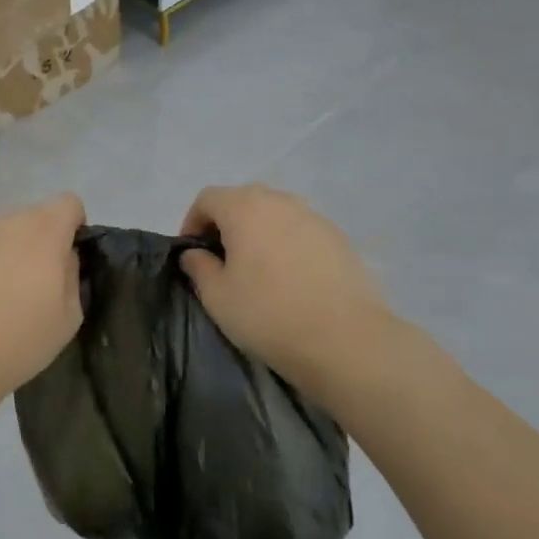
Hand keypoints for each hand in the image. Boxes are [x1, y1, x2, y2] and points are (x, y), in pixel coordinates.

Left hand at [0, 193, 85, 412]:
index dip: (74, 226)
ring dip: (7, 251)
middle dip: (40, 240)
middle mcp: (6, 222)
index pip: (69, 202)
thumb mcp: (69, 316)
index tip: (67, 257)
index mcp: (43, 232)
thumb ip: (72, 274)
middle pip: (33, 216)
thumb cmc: (18, 342)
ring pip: (0, 232)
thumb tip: (64, 257)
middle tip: (33, 281)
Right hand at [180, 184, 391, 387]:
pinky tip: (291, 278)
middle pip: (242, 200)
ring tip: (258, 269)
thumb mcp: (217, 297)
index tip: (192, 254)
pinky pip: (301, 230)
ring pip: (275, 214)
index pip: (207, 199)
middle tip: (222, 261)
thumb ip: (198, 267)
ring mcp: (314, 216)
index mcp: (244, 207)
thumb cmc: (269, 314)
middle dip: (226, 224)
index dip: (192, 222)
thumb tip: (195, 253)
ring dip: (259, 232)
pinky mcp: (339, 237)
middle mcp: (279, 201)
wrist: (346, 339)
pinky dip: (288, 244)